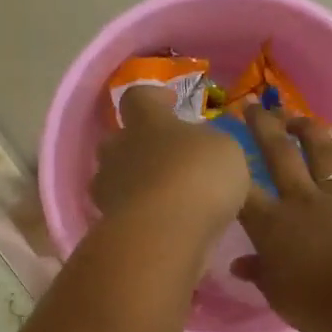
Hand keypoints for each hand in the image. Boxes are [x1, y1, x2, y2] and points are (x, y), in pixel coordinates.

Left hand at [93, 85, 249, 244]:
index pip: (138, 96)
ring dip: (134, 182)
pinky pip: (120, 210)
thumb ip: (210, 143)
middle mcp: (118, 149)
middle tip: (164, 157)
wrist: (161, 235)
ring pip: (114, 177)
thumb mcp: (225, 150)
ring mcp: (107, 188)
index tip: (168, 103)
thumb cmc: (197, 177)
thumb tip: (202, 146)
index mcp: (146, 120)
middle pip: (118, 139)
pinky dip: (136, 213)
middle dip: (137, 145)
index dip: (153, 97)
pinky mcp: (105, 223)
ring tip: (162, 196)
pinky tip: (159, 223)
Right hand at [233, 106, 331, 331]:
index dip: (229, 165)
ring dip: (312, 133)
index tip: (219, 146)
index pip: (242, 189)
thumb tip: (240, 265)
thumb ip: (258, 273)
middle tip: (255, 105)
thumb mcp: (275, 293)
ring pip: (324, 157)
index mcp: (271, 223)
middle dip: (265, 127)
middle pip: (280, 155)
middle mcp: (301, 201)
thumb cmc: (313, 301)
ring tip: (300, 118)